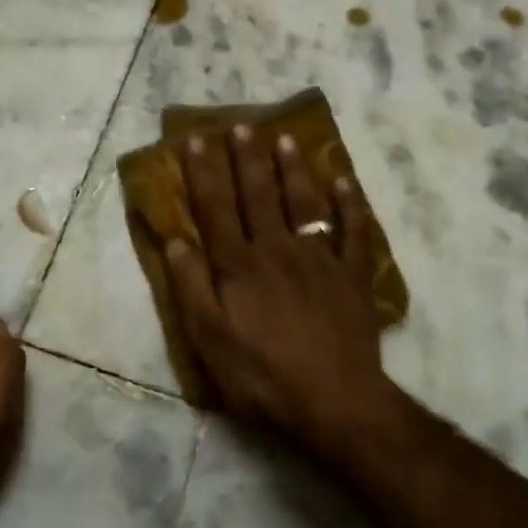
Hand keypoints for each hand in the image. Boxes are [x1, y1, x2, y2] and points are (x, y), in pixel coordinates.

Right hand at [167, 125, 390, 455]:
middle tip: (241, 126)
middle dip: (246, 159)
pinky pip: (354, 233)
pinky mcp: (352, 277)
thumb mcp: (208, 339)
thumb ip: (191, 286)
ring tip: (285, 139)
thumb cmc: (262, 375)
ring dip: (293, 170)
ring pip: (304, 204)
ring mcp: (319, 260)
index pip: (215, 209)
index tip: (196, 140)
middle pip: (258, 196)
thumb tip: (173, 239)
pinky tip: (346, 182)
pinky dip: (351, 206)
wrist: (334, 401)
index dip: (204, 174)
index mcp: (238, 265)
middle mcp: (277, 250)